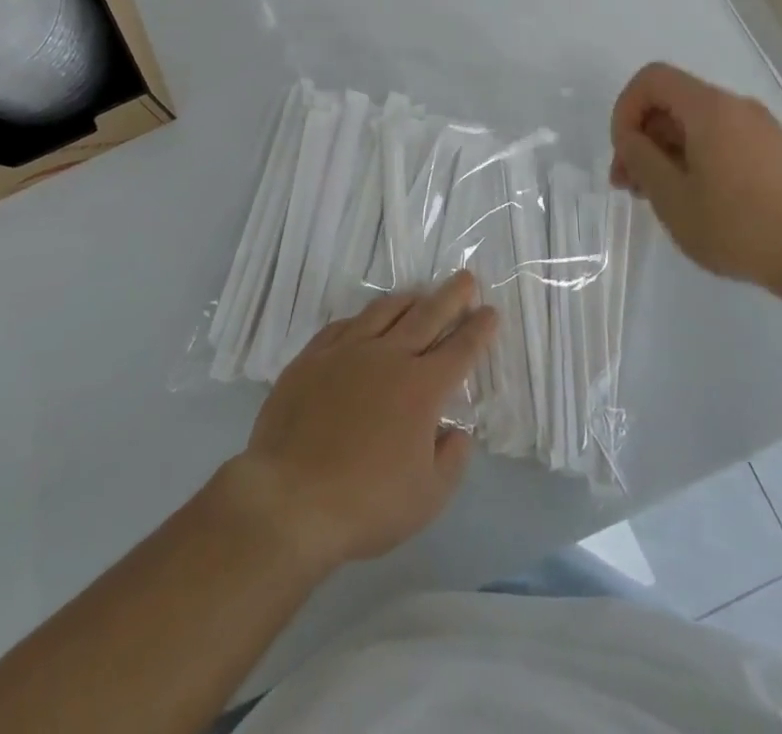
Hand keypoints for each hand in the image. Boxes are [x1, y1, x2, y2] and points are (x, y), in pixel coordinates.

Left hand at [223, 272, 497, 575]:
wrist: (290, 498)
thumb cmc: (366, 504)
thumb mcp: (427, 498)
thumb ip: (451, 461)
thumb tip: (457, 432)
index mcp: (421, 388)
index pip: (460, 350)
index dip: (478, 330)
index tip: (491, 312)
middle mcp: (387, 357)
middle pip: (426, 316)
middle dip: (451, 296)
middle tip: (466, 279)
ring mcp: (346, 352)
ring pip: (383, 312)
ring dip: (407, 300)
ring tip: (419, 294)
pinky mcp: (312, 358)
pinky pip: (343, 326)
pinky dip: (362, 318)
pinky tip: (364, 320)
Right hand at [609, 62, 781, 290]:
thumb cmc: (738, 226)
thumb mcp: (672, 197)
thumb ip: (640, 158)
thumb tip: (630, 138)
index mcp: (709, 108)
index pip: (652, 79)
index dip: (625, 109)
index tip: (624, 153)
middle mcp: (736, 107)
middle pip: (673, 102)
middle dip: (642, 137)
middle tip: (629, 185)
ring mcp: (760, 129)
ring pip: (695, 124)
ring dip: (666, 152)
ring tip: (656, 197)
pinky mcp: (774, 153)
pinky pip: (720, 140)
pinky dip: (694, 159)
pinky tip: (693, 200)